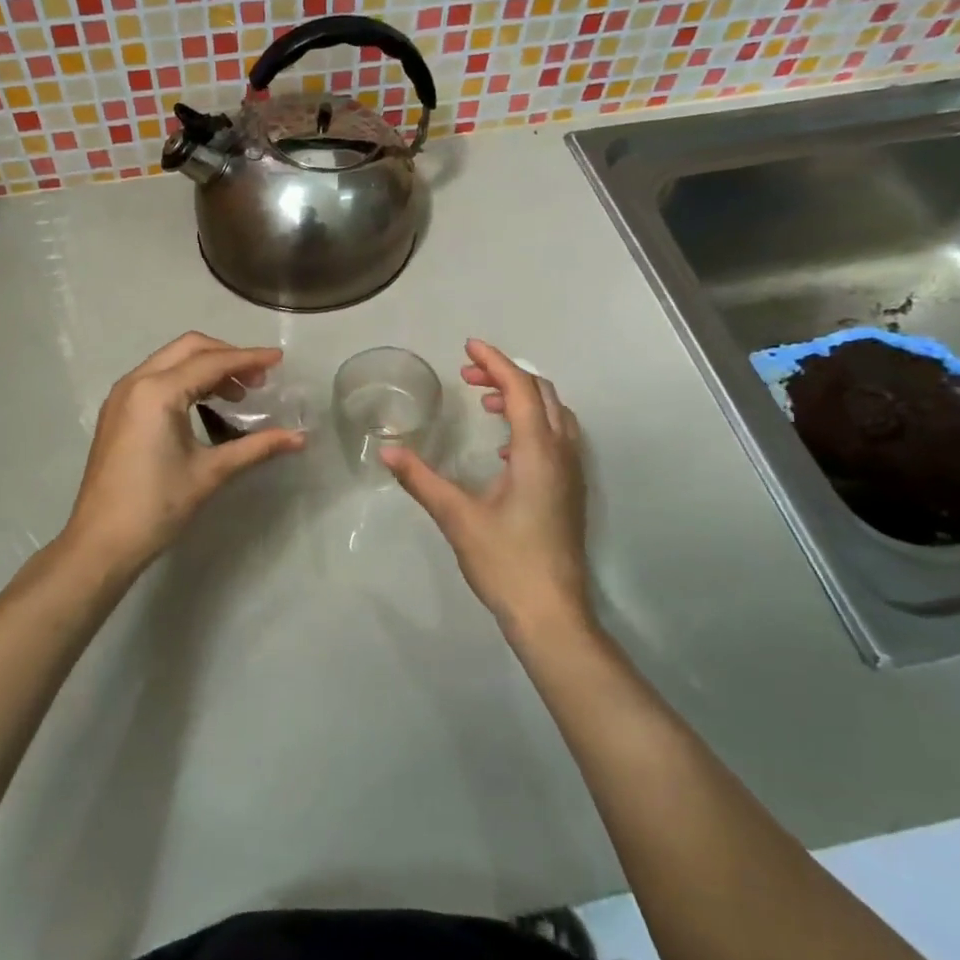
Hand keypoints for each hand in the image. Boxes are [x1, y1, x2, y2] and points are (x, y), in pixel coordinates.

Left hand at [60, 333, 304, 582]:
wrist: (101, 543)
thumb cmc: (156, 506)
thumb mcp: (210, 473)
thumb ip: (256, 448)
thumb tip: (300, 438)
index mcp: (158, 392)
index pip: (212, 362)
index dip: (249, 359)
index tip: (279, 360)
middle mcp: (136, 382)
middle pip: (189, 348)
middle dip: (227, 356)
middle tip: (258, 380)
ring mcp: (122, 396)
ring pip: (171, 361)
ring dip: (206, 368)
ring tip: (237, 395)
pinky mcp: (117, 412)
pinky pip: (156, 378)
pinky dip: (185, 380)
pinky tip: (205, 405)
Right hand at [382, 340, 590, 640]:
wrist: (552, 613)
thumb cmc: (506, 562)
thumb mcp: (457, 517)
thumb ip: (421, 480)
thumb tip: (388, 451)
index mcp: (538, 452)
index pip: (520, 389)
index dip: (495, 361)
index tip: (468, 346)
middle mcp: (562, 454)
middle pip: (542, 394)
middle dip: (506, 375)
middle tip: (469, 373)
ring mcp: (571, 473)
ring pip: (554, 415)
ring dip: (522, 398)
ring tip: (484, 403)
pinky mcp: (570, 492)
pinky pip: (556, 437)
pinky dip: (531, 423)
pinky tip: (504, 449)